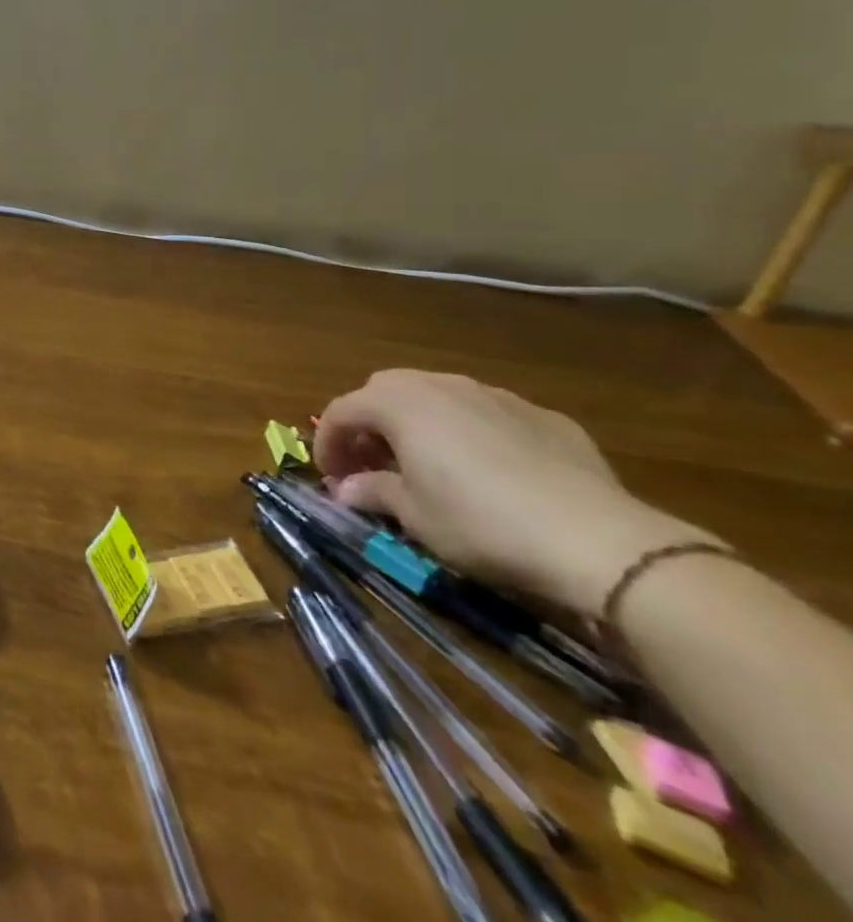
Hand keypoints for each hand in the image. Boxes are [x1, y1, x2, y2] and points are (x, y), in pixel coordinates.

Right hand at [314, 371, 714, 613]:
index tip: (331, 477)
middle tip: (373, 464)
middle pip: (385, 391)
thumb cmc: (480, 523)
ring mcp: (496, 396)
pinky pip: (489, 415)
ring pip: (439, 397)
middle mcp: (440, 386)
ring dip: (420, 423)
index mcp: (398, 404)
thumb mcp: (414, 516)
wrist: (598, 540)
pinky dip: (472, 433)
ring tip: (429, 464)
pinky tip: (491, 472)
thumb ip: (374, 492)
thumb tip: (347, 490)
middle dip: (370, 424)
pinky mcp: (544, 417)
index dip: (328, 443)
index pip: (341, 411)